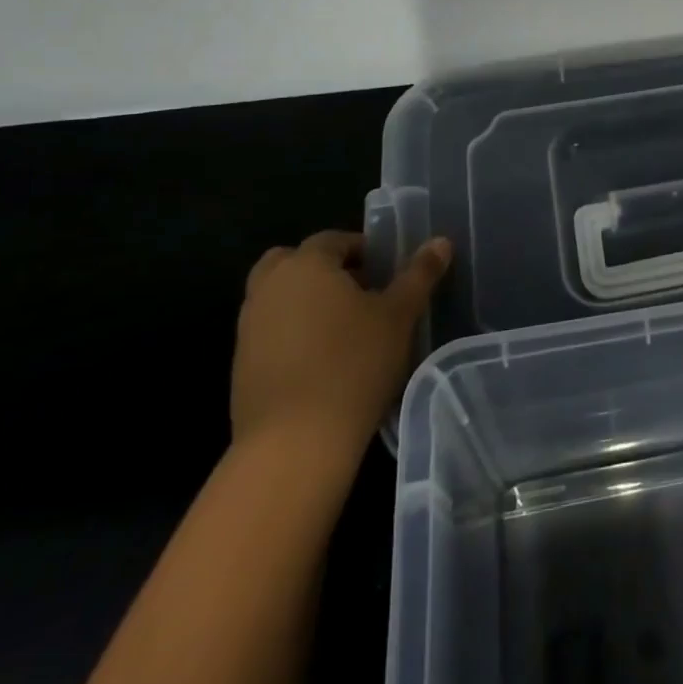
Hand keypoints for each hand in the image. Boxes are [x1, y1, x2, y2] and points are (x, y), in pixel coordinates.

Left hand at [231, 230, 451, 457]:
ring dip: (305, 301)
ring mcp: (248, 329)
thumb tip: (441, 241)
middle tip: (359, 291)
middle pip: (292, 262)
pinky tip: (323, 361)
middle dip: (323, 268)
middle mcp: (268, 288)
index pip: (332, 240)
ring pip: (277, 297)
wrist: (294, 444)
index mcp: (305, 265)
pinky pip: (269, 332)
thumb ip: (420, 274)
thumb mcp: (400, 315)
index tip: (386, 270)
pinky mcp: (241, 367)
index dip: (362, 249)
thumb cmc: (354, 364)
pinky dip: (292, 334)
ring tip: (345, 328)